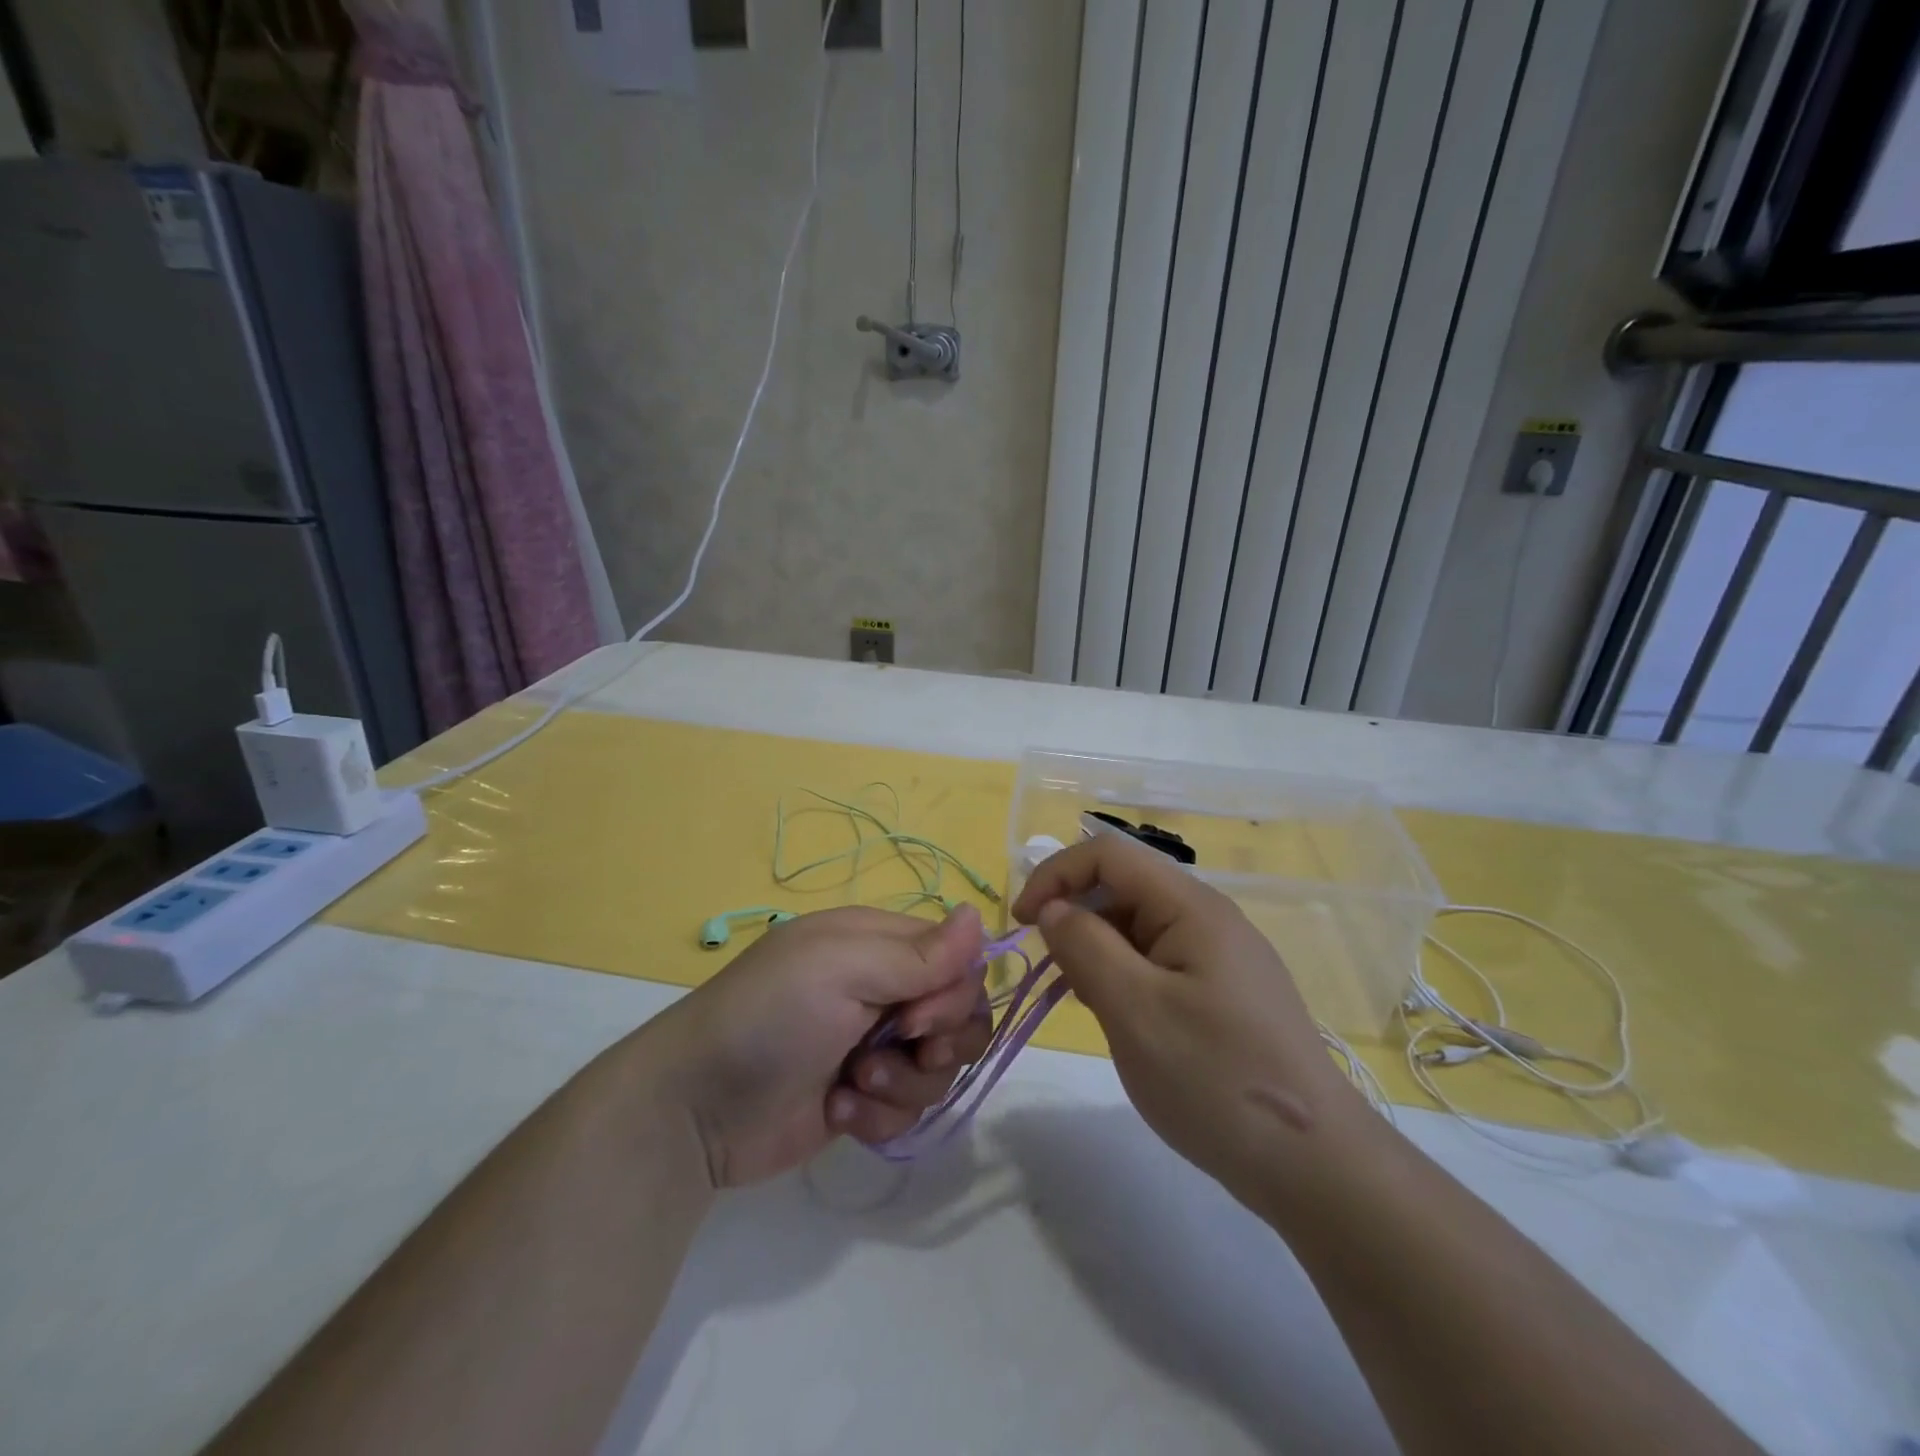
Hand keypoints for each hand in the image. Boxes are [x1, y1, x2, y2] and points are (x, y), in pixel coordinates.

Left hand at [643, 905, 993, 1187]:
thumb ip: (917, 953)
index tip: (919, 1016)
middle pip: (959, 1014)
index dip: (954, 991)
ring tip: (853, 1083)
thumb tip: (979, 916)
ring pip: (939, 1066)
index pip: (957, 959)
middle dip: (938, 1040)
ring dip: (903, 1082)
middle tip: (900, 1047)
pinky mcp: (864, 1097)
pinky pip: (910, 1107)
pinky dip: (880, 1113)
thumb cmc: (770, 1017)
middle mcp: (883, 989)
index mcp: (878, 944)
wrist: (696, 1109)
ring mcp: (874, 1045)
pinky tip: (839, 1109)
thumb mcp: (841, 969)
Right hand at [1012, 835, 1370, 1209]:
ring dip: (1098, 952)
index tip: (1023, 923)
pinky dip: (1124, 979)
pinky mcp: (1223, 993)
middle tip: (1053, 976)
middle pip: (1123, 889)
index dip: (1056, 875)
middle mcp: (1208, 919)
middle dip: (1076, 918)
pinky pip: (1158, 964)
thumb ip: (1085, 947)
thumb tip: (1054, 908)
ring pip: (1137, 929)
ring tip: (1085, 1004)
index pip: (1108, 855)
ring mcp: (1219, 957)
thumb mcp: (1135, 1010)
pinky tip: (1121, 1022)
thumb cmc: (1216, 1080)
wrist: (1315, 1166)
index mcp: (1191, 907)